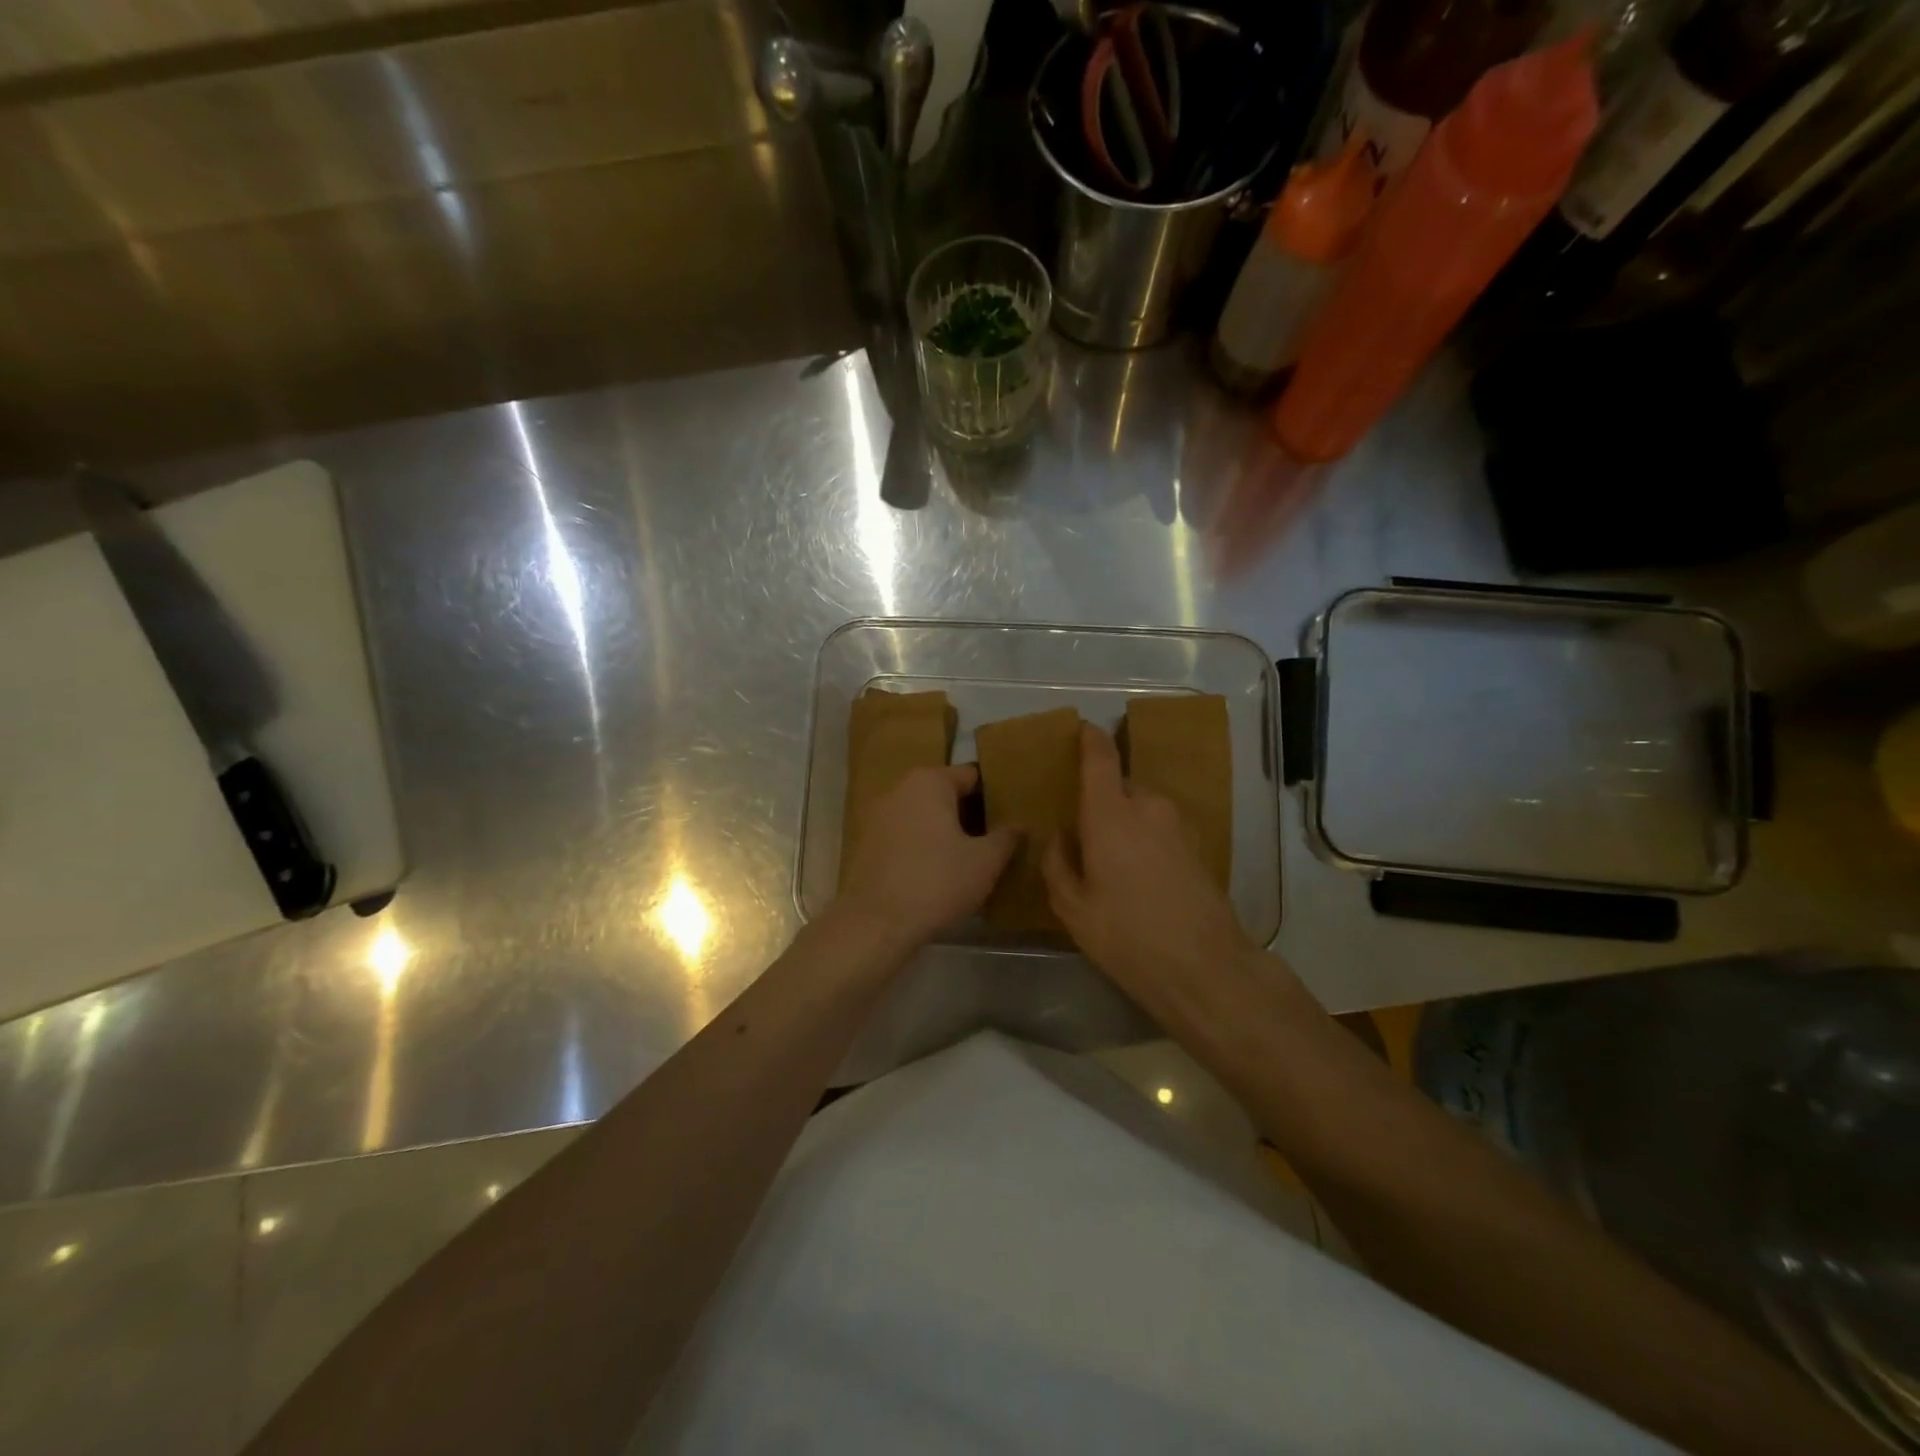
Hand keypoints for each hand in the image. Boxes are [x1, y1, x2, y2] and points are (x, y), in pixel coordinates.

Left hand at [836, 765, 1018, 947]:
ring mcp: (876, 816)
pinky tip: (932, 874)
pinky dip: (918, 847)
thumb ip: (1005, 838)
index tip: (1006, 818)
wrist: (875, 924)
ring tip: (964, 860)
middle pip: (943, 794)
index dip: (992, 796)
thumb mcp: (985, 862)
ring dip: (941, 832)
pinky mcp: (864, 844)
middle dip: (965, 814)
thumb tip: (1019, 826)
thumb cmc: (937, 882)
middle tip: (989, 841)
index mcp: (929, 781)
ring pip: (921, 816)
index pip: (970, 775)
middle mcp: (899, 789)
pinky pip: (902, 837)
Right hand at [1042, 723, 1257, 1012]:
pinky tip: (1141, 875)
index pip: (1099, 757)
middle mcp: (1147, 806)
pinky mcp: (1199, 845)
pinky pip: (1162, 826)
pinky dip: (1147, 837)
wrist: (1205, 967)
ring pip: (1143, 806)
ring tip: (1113, 861)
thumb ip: (1058, 864)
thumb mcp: (1073, 908)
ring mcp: (1179, 824)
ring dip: (1127, 821)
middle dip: (1102, 798)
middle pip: (1120, 784)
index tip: (1081, 729)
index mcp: (1110, 813)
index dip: (1089, 738)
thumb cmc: (1127, 936)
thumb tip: (1059, 838)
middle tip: (1085, 829)